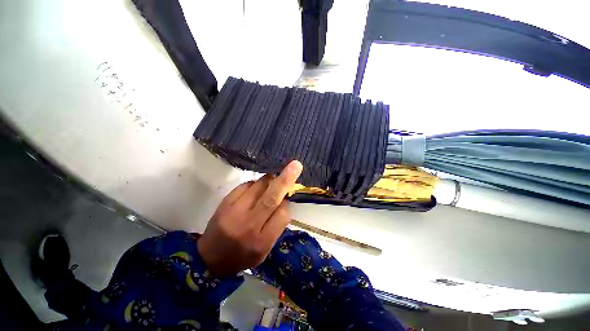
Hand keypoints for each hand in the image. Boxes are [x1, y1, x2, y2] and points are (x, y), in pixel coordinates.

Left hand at [198, 160, 302, 276]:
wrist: (209, 259)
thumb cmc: (242, 256)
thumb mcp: (264, 250)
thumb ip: (276, 226)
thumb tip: (284, 201)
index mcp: (262, 241)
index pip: (283, 214)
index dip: (287, 204)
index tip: (286, 202)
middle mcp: (249, 225)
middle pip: (271, 197)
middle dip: (285, 179)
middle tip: (295, 165)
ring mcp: (234, 212)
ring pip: (259, 187)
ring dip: (269, 181)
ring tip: (271, 182)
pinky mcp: (224, 203)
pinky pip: (245, 185)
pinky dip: (254, 183)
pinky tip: (255, 189)